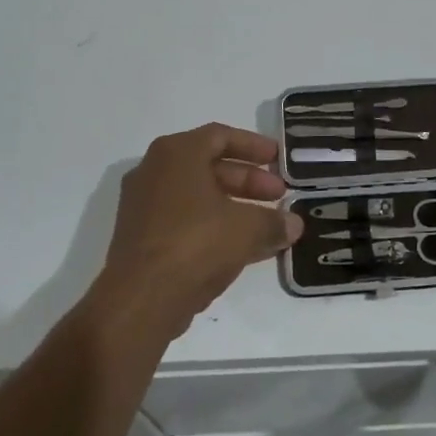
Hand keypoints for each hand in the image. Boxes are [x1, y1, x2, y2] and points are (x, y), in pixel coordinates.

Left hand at [90, 124, 303, 344]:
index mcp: (176, 154)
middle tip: (279, 196)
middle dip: (248, 180)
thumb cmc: (196, 243)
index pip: (220, 136)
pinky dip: (215, 226)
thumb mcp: (247, 229)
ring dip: (235, 206)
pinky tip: (245, 247)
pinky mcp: (142, 238)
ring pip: (198, 197)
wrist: (141, 299)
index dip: (253, 145)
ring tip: (268, 224)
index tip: (278, 158)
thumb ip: (274, 222)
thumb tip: (293, 224)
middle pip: (209, 166)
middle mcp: (154, 172)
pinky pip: (186, 221)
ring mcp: (144, 206)